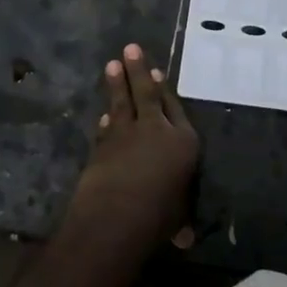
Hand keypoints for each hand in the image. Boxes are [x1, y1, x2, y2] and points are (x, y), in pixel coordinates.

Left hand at [68, 44, 199, 252]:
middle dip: (139, 71)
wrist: (117, 215)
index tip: (158, 72)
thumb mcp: (178, 217)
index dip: (166, 91)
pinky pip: (106, 127)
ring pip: (123, 103)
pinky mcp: (103, 145)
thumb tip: (183, 238)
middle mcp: (157, 131)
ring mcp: (127, 135)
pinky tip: (104, 113)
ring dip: (117, 84)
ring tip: (112, 64)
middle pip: (148, 95)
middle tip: (130, 48)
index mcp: (184, 143)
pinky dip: (106, 120)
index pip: (176, 109)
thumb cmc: (160, 216)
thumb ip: (179, 218)